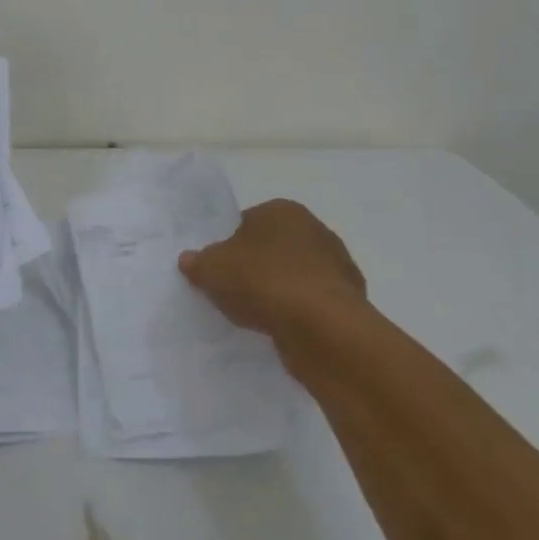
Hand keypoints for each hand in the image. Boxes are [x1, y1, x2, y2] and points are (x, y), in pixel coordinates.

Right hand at [178, 199, 367, 339]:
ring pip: (295, 276)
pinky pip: (312, 303)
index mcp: (282, 210)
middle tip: (234, 293)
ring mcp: (337, 265)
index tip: (218, 270)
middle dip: (256, 267)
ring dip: (279, 292)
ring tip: (258, 316)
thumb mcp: (212, 270)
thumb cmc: (262, 282)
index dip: (228, 246)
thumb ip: (198, 262)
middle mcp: (315, 229)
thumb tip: (188, 259)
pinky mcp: (349, 300)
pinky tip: (283, 329)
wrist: (321, 327)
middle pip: (273, 248)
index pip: (246, 222)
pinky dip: (299, 314)